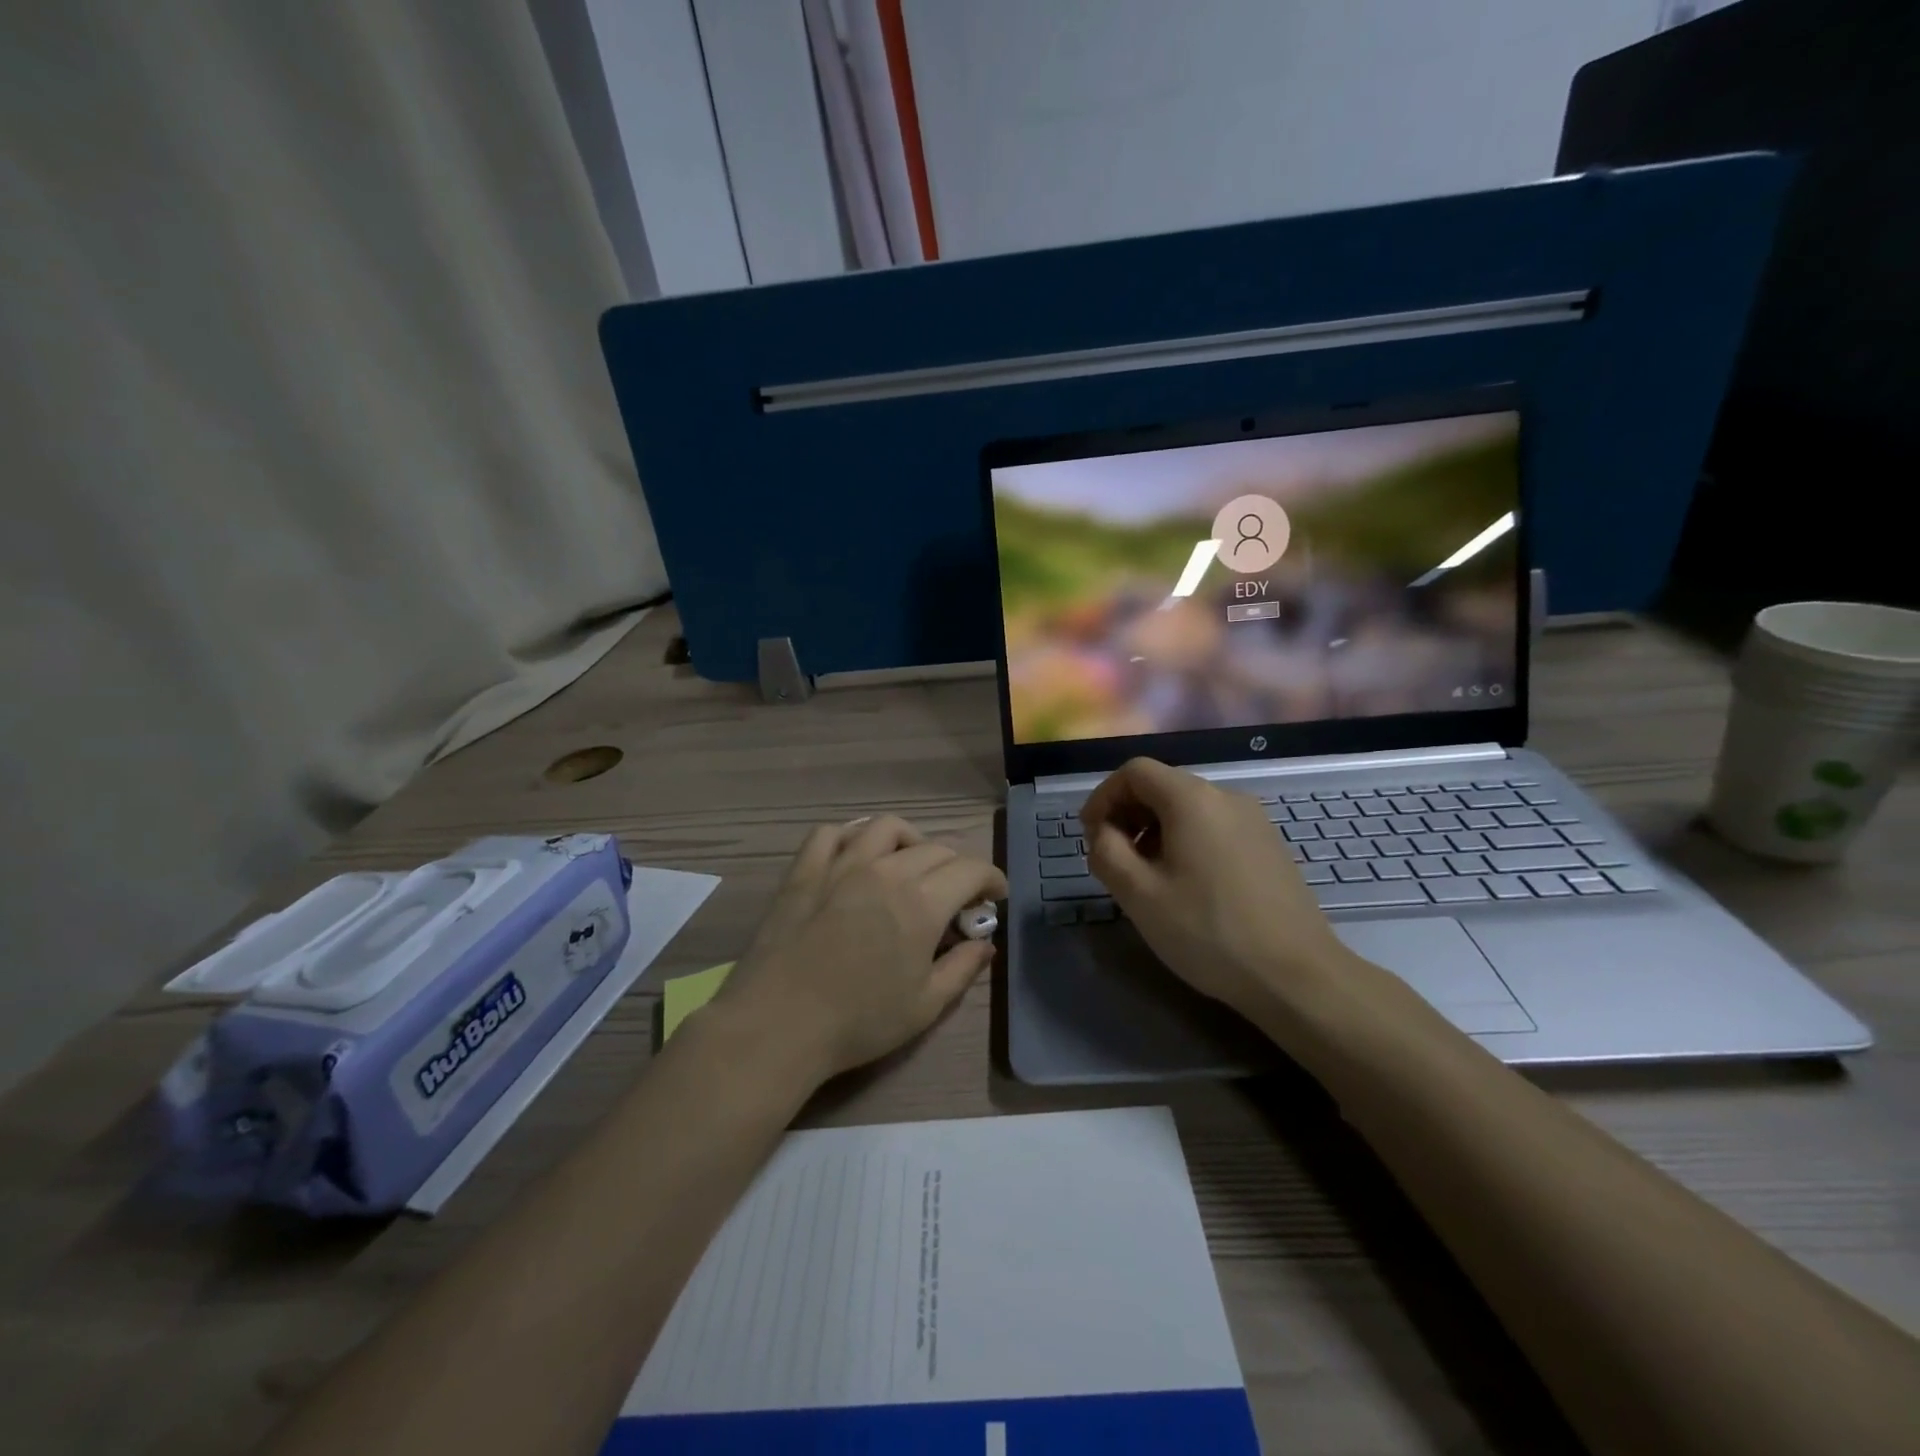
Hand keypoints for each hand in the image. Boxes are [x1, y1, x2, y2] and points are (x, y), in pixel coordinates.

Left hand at [717, 816, 1006, 1081]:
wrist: (777, 1025)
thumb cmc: (858, 1022)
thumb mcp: (925, 1006)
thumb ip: (962, 969)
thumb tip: (986, 944)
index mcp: (922, 902)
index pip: (971, 869)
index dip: (992, 879)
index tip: (995, 896)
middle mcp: (886, 870)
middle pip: (935, 849)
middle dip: (957, 868)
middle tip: (955, 897)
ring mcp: (841, 865)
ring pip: (886, 828)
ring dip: (910, 841)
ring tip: (910, 864)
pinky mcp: (804, 870)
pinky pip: (831, 833)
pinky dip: (851, 837)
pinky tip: (856, 856)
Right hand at [1082, 758, 1352, 1020]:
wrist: (1297, 975)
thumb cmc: (1208, 932)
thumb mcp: (1139, 895)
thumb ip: (1107, 852)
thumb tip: (1103, 834)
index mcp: (1192, 799)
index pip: (1135, 771)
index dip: (1103, 797)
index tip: (1091, 836)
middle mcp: (1226, 796)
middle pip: (1163, 785)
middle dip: (1128, 814)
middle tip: (1114, 858)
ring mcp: (1254, 820)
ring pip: (1189, 807)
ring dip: (1156, 830)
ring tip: (1147, 876)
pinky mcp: (1269, 845)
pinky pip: (1215, 826)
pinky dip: (1187, 841)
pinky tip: (1187, 885)